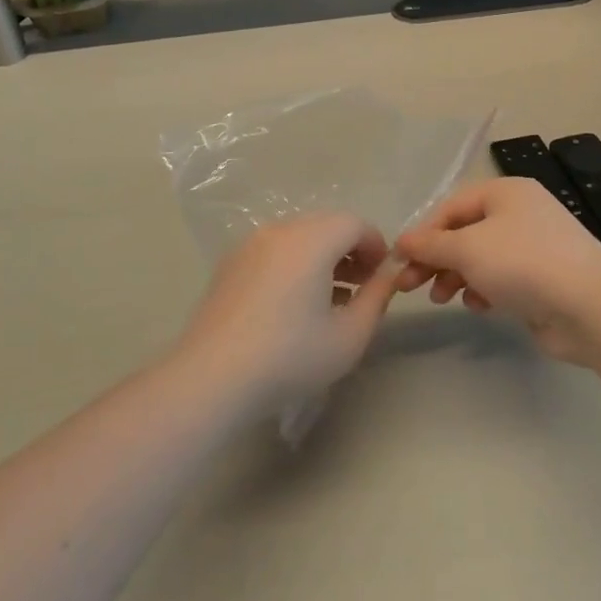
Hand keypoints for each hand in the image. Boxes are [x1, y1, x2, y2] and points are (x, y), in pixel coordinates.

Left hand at [177, 213, 397, 409]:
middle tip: (362, 285)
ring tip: (332, 297)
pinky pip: (275, 250)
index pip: (355, 223)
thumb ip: (378, 297)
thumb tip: (389, 274)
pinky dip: (294, 263)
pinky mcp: (230, 263)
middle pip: (326, 225)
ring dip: (323, 256)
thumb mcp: (350, 335)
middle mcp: (281, 229)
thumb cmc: (290, 356)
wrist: (212, 377)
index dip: (376, 245)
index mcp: (312, 239)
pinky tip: (295, 304)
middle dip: (350, 249)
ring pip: (299, 237)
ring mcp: (251, 244)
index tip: (383, 276)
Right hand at [395, 178, 600, 365]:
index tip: (400, 261)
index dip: (423, 232)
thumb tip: (402, 241)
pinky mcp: (542, 279)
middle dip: (436, 258)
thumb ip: (431, 245)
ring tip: (441, 298)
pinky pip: (502, 278)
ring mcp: (534, 246)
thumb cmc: (523, 263)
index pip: (451, 206)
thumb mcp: (467, 248)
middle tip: (411, 286)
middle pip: (465, 232)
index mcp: (505, 192)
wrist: (590, 306)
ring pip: (481, 257)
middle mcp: (520, 213)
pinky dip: (484, 289)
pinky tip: (478, 305)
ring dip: (456, 276)